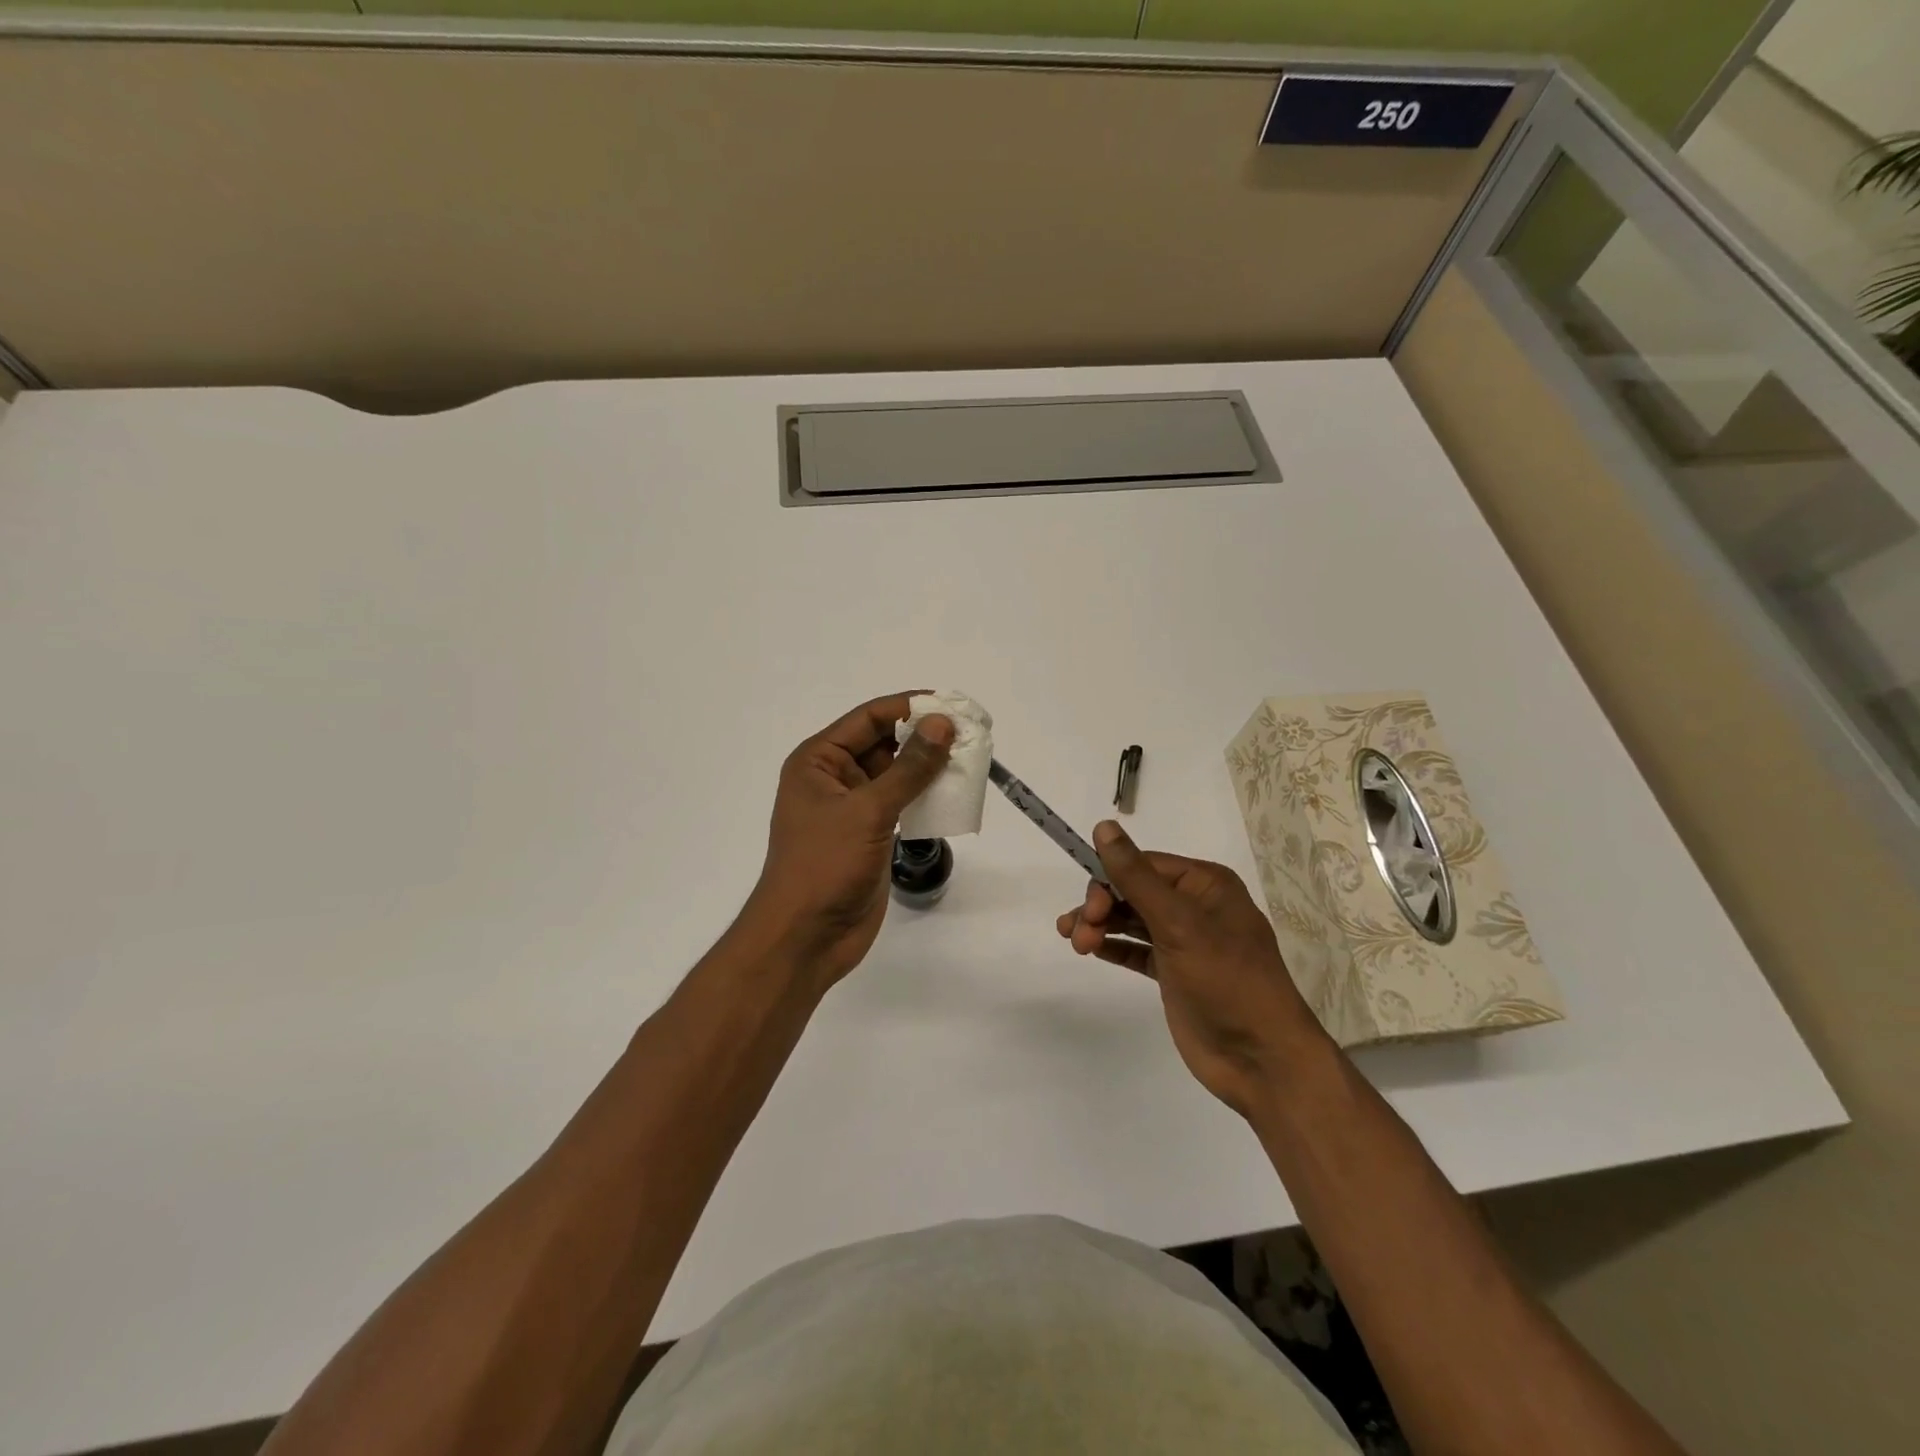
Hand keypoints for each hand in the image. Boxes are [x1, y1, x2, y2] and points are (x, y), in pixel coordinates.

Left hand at [744, 693, 953, 987]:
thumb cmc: (824, 865)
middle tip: (971, 732)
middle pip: (885, 743)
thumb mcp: (868, 810)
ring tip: (972, 758)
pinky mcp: (871, 835)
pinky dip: (927, 797)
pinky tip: (956, 793)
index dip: (909, 707)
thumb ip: (909, 768)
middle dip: (924, 737)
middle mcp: (834, 778)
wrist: (806, 938)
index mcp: (819, 761)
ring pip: (897, 775)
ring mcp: (854, 808)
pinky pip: (903, 804)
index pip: (869, 718)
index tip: (951, 705)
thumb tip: (942, 724)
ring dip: (930, 767)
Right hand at [1057, 821, 1330, 1116]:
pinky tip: (1090, 950)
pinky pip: (1135, 948)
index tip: (1088, 907)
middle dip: (1101, 906)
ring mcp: (1184, 941)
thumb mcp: (1179, 923)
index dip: (1110, 879)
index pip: (1144, 865)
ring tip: (1075, 944)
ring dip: (1100, 925)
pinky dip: (1112, 946)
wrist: (1261, 1059)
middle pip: (1134, 890)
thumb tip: (1103, 826)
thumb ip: (1136, 877)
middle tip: (1078, 932)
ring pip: (1131, 919)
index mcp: (1205, 884)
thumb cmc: (1225, 980)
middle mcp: (1195, 906)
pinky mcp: (1174, 972)